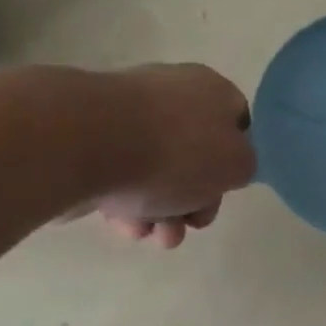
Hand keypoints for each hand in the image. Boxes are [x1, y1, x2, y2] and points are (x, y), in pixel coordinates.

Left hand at [93, 64, 256, 248]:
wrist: (81, 143)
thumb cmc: (175, 151)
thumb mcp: (236, 165)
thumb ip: (243, 166)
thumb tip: (227, 166)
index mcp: (211, 89)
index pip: (237, 122)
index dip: (236, 160)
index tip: (226, 190)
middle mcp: (171, 93)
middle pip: (196, 153)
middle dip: (196, 198)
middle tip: (190, 224)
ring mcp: (125, 114)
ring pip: (156, 169)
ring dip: (162, 210)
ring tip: (152, 236)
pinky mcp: (87, 139)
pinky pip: (119, 175)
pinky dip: (126, 203)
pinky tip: (124, 225)